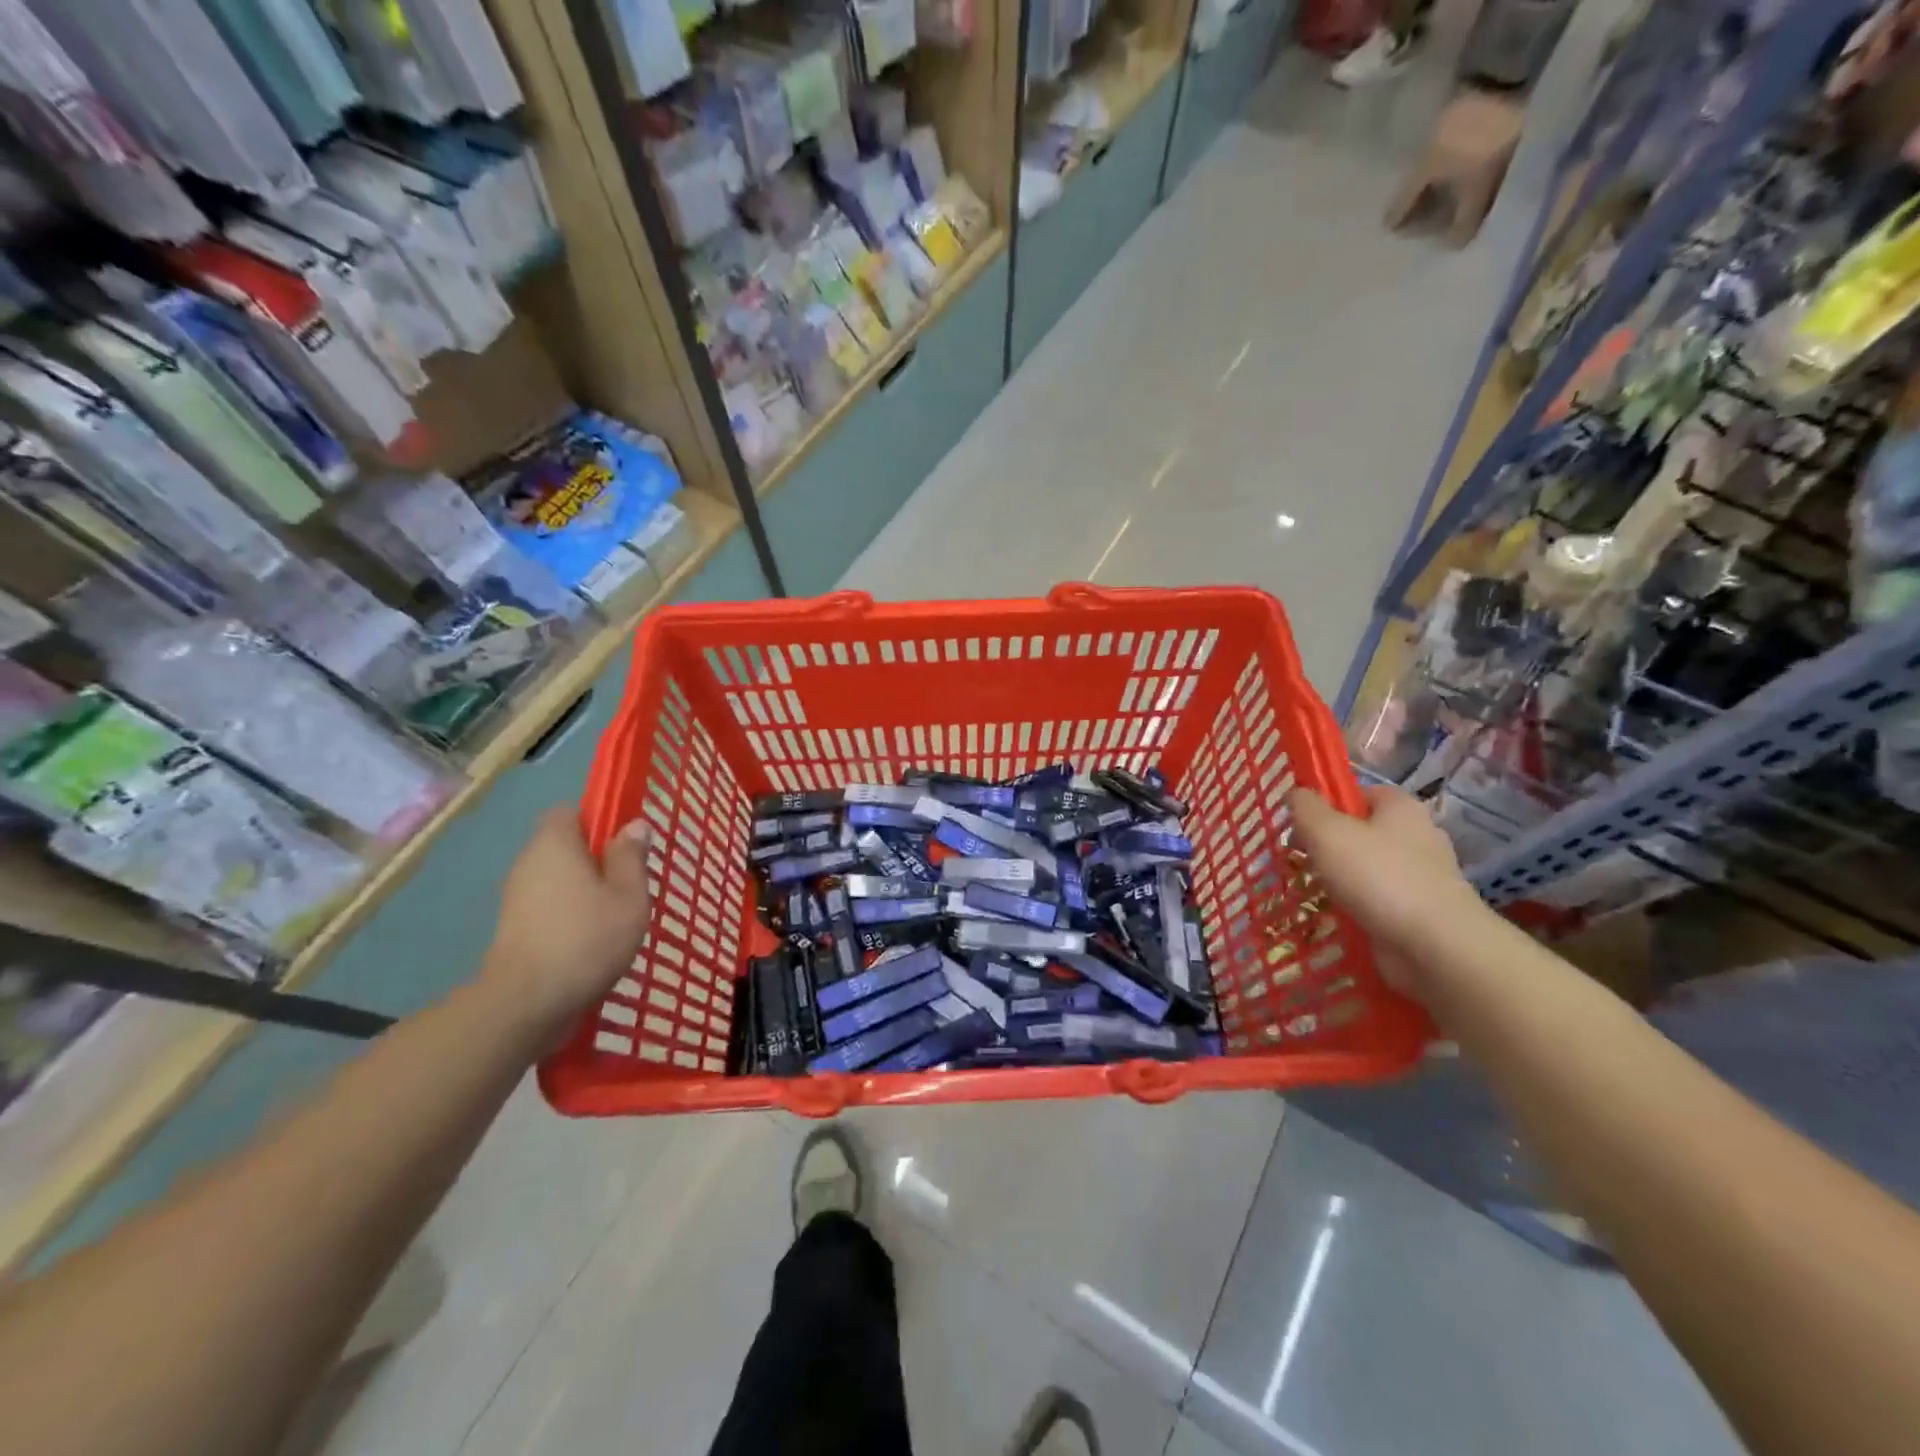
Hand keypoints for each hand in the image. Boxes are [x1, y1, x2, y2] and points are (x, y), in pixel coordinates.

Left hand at [480, 808, 652, 1043]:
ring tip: (615, 916)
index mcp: (555, 844)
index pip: (570, 811)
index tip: (625, 843)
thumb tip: (634, 825)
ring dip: (584, 890)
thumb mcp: (628, 896)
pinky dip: (569, 915)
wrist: (527, 1004)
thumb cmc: (587, 939)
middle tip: (629, 883)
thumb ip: (631, 857)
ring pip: (558, 879)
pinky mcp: (513, 929)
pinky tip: (592, 940)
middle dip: (596, 859)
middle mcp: (529, 862)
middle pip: (564, 846)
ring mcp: (516, 897)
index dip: (598, 820)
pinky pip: (549, 906)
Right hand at [1290, 784, 1487, 993]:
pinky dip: (1360, 906)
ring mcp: (1424, 875)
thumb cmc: (1377, 876)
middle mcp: (1418, 835)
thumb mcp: (1326, 832)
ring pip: (1370, 867)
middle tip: (1302, 858)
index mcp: (1401, 807)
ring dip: (1343, 878)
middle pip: (1362, 830)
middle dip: (1331, 844)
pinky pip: (1380, 899)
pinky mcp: (1422, 910)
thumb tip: (1297, 794)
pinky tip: (1340, 915)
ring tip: (1317, 890)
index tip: (1302, 824)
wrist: (1434, 945)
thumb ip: (1306, 808)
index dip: (1329, 803)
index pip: (1360, 792)